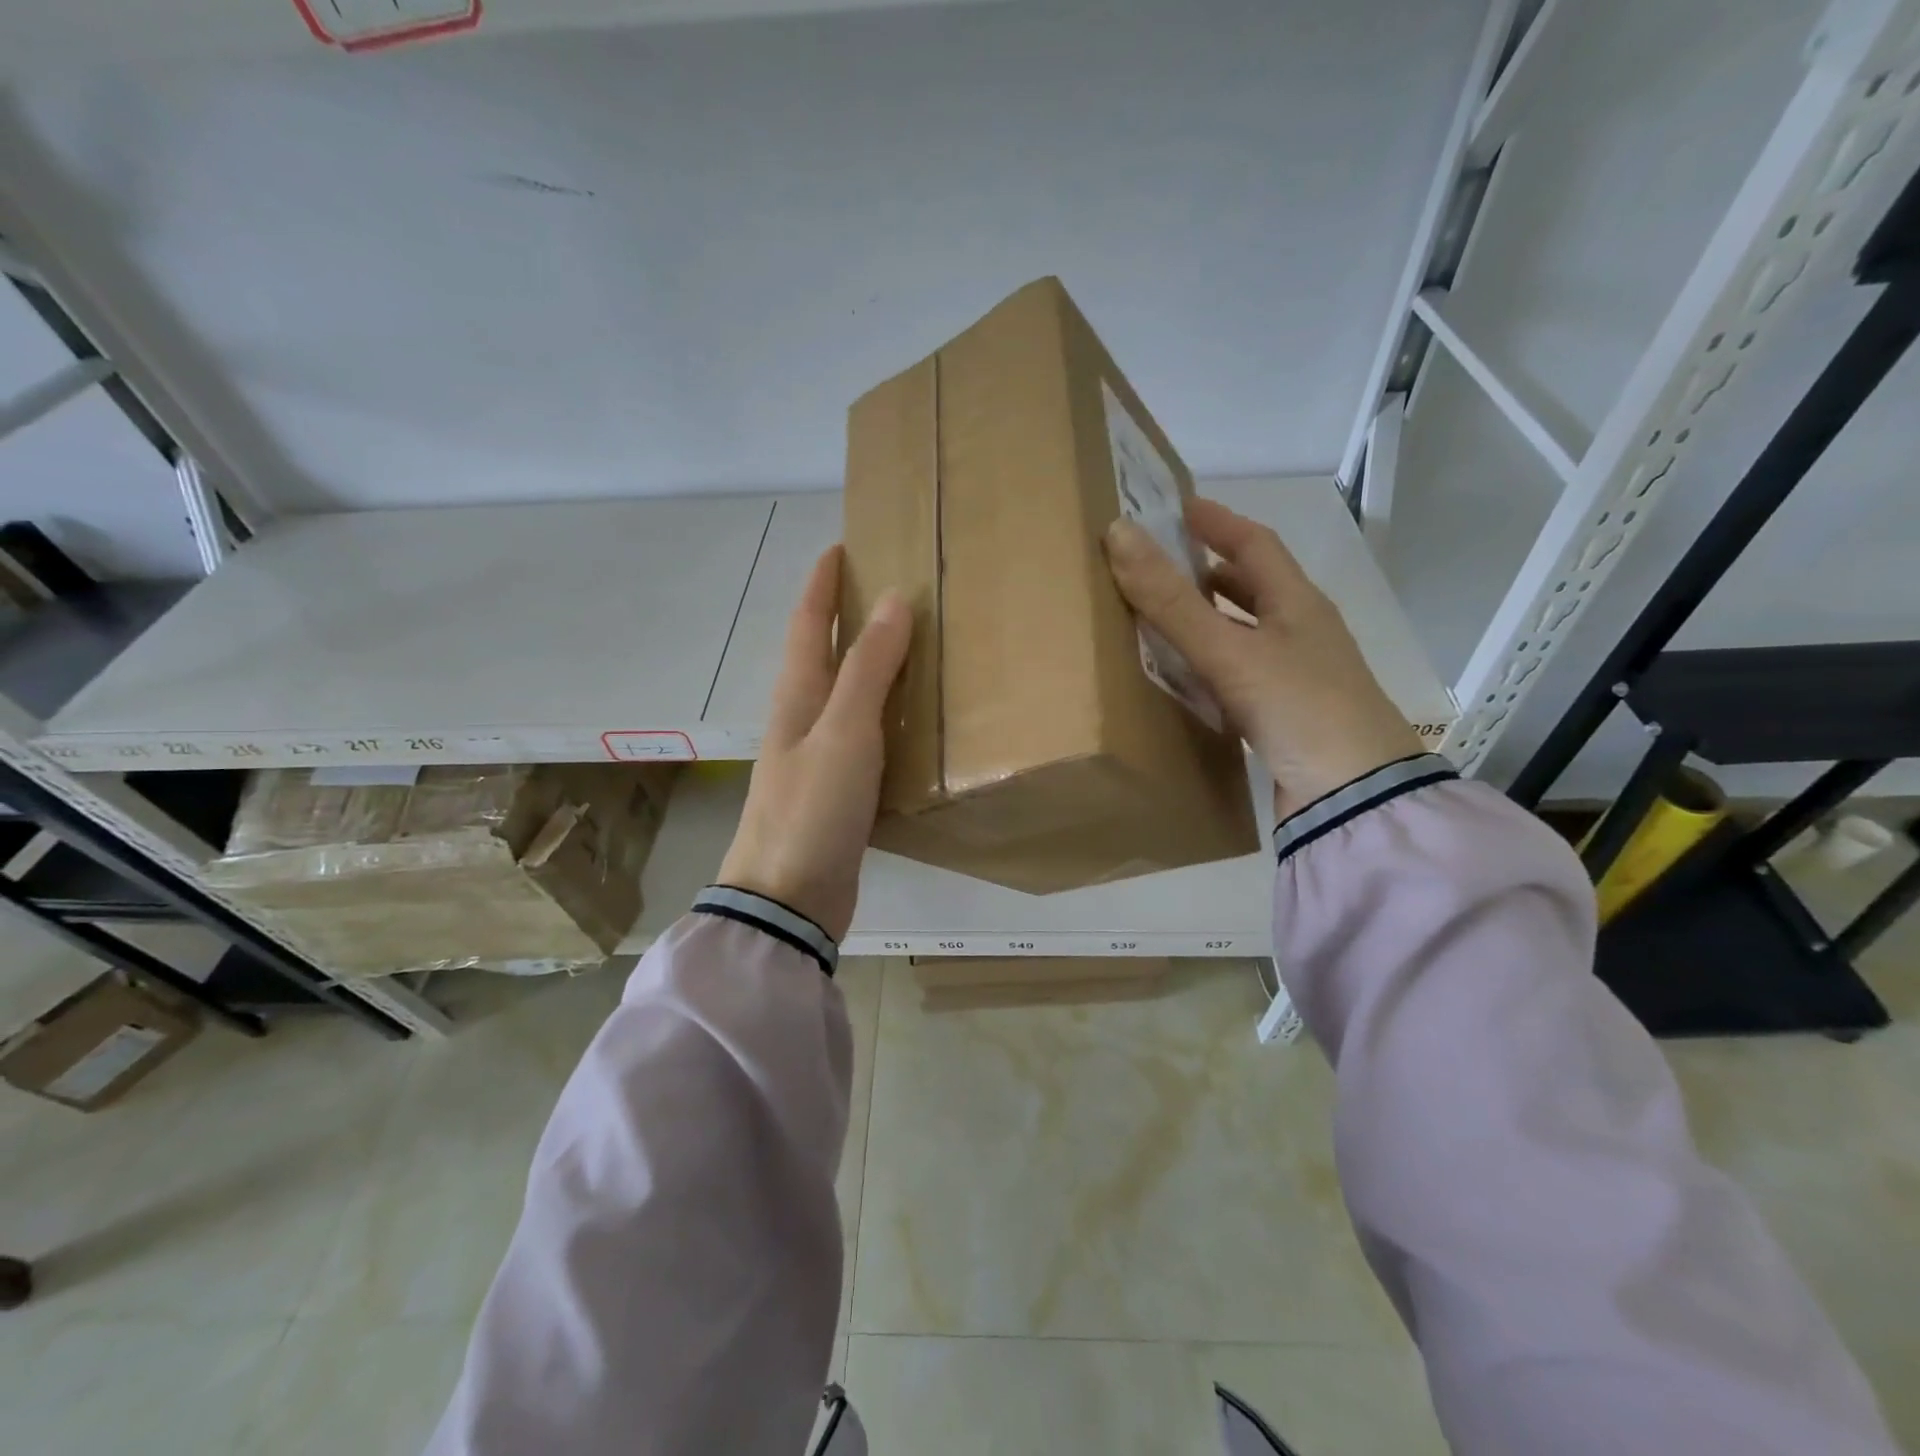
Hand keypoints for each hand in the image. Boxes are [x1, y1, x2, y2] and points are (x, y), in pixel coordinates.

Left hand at [717, 546, 910, 940]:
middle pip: (823, 655)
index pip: (806, 624)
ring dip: (870, 665)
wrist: (787, 899)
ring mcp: (818, 758)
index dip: (822, 583)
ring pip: (846, 695)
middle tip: (891, 589)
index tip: (843, 546)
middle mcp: (802, 720)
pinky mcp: (838, 791)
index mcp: (797, 697)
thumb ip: (868, 669)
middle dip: (847, 616)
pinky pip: (865, 736)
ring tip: (913, 645)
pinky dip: (886, 715)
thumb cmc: (811, 809)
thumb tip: (894, 600)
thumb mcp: (843, 732)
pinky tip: (913, 719)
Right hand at [1104, 497, 1421, 819]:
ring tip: (1164, 616)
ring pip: (1247, 632)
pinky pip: (1242, 673)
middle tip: (1161, 563)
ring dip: (1210, 619)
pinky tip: (1187, 676)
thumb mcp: (1231, 651)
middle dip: (1210, 569)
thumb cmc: (1299, 708)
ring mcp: (1297, 676)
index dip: (1217, 522)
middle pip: (1254, 587)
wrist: (1354, 796)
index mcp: (1298, 604)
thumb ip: (1172, 601)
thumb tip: (1118, 534)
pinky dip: (1212, 663)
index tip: (1177, 507)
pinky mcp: (1286, 714)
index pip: (1255, 544)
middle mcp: (1302, 632)